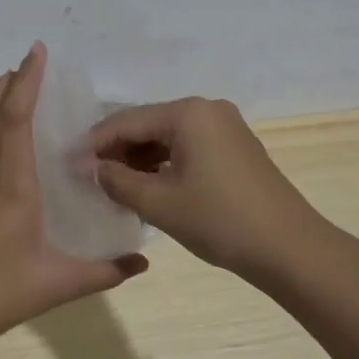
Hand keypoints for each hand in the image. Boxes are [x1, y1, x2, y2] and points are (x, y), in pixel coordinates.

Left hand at [0, 43, 149, 358]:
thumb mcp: (57, 286)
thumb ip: (104, 271)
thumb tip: (143, 262)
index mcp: (11, 188)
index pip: (15, 119)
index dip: (26, 81)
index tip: (36, 52)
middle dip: (3, 81)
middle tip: (28, 68)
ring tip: (15, 96)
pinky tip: (2, 149)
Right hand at [87, 96, 327, 284]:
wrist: (290, 248)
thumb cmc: (220, 220)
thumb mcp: (159, 203)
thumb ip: (117, 181)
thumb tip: (91, 169)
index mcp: (188, 113)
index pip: (127, 120)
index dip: (95, 144)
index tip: (68, 165)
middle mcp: (207, 110)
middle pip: (148, 124)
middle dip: (117, 151)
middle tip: (89, 178)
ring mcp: (225, 128)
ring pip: (167, 138)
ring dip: (139, 160)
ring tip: (113, 187)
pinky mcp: (235, 148)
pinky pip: (188, 148)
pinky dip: (164, 165)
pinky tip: (146, 187)